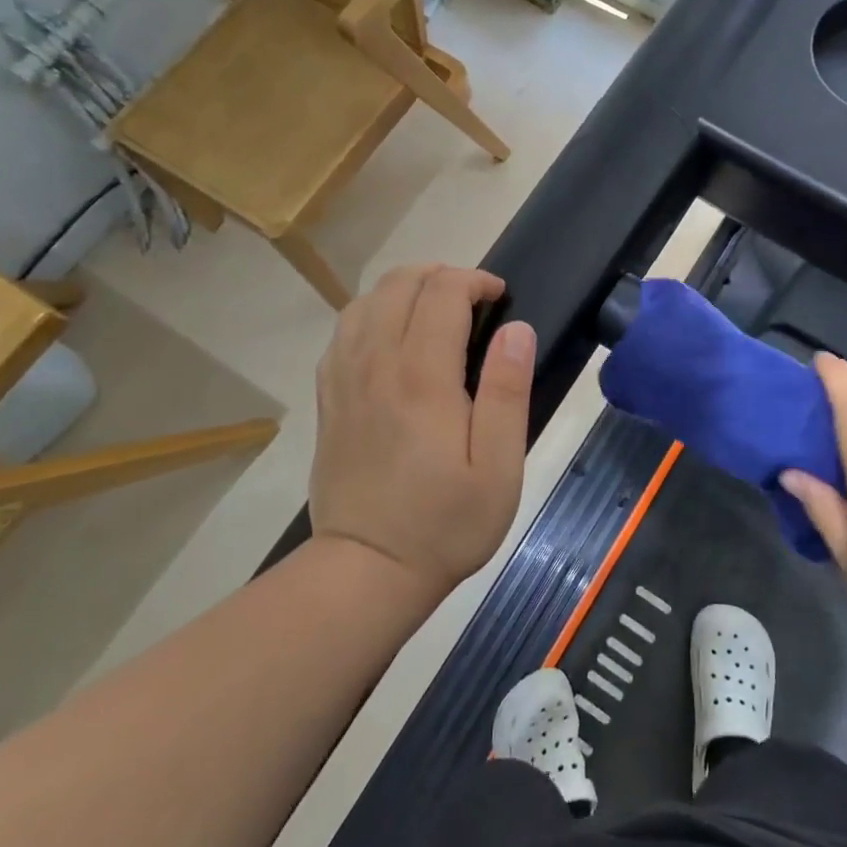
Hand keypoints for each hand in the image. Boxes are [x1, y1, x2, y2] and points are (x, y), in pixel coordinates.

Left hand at [309, 264, 534, 599]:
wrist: (366, 570)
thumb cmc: (445, 523)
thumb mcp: (498, 467)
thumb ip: (508, 391)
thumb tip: (517, 329)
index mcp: (422, 378)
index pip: (442, 293)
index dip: (474, 281)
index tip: (500, 297)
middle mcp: (376, 365)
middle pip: (399, 284)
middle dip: (440, 275)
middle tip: (473, 300)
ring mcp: (344, 380)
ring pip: (365, 301)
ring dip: (403, 290)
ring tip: (434, 311)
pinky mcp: (328, 399)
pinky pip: (343, 333)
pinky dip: (371, 315)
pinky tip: (391, 338)